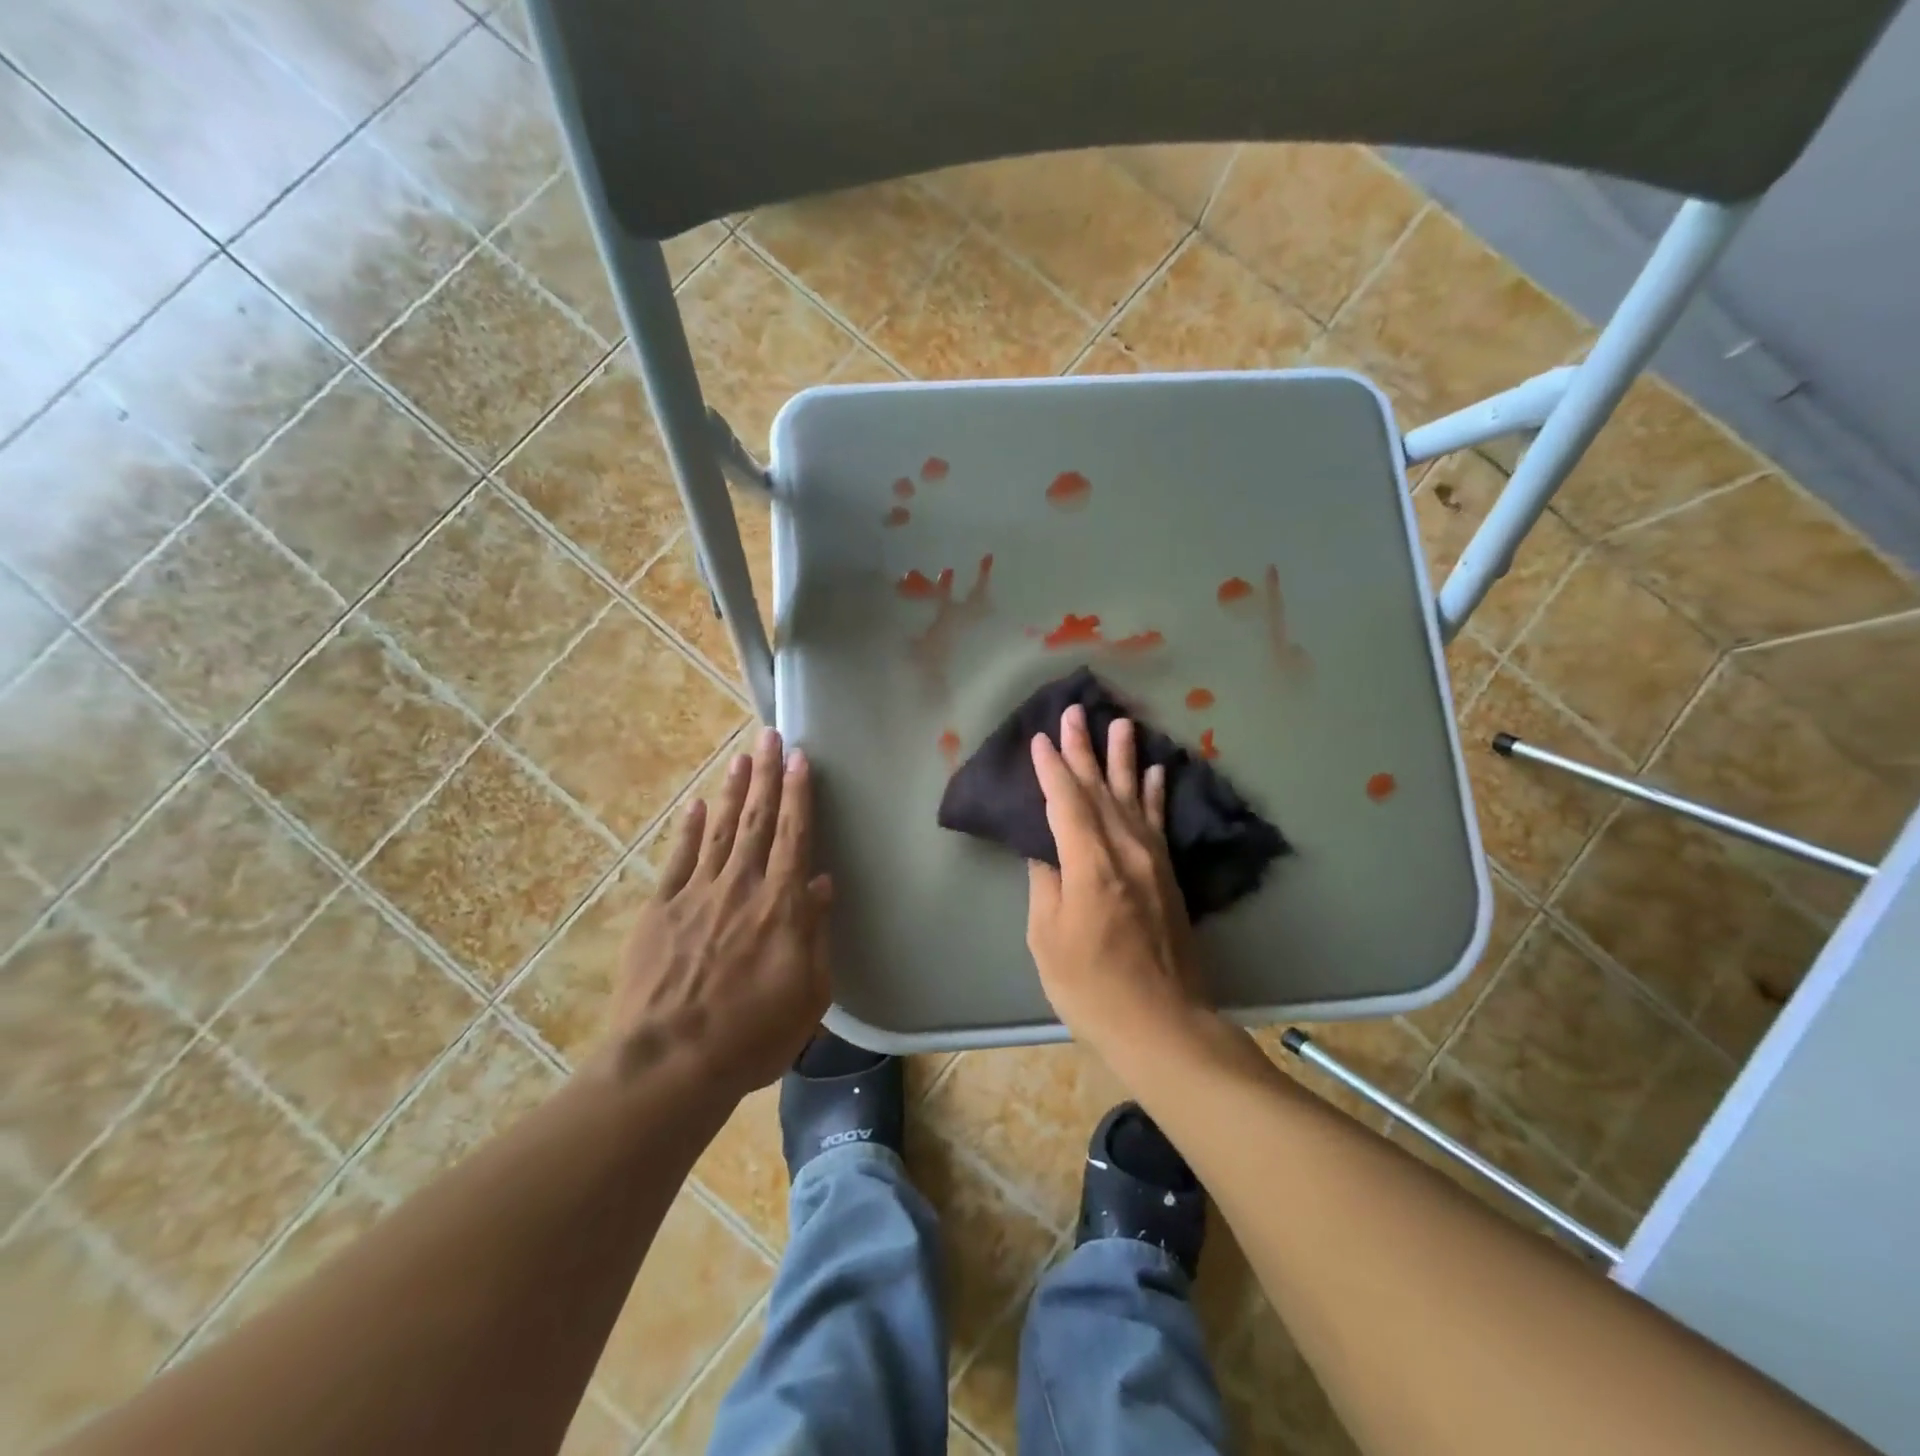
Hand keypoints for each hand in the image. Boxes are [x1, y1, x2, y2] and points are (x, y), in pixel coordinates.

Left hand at [600, 727, 832, 1098]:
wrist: (669, 1064)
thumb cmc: (751, 1036)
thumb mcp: (808, 994)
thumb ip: (815, 934)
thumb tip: (821, 884)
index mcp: (780, 906)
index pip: (794, 836)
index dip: (799, 794)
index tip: (801, 758)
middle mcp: (741, 887)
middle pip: (757, 820)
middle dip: (766, 775)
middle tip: (770, 735)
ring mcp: (696, 895)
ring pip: (720, 830)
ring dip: (732, 791)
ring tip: (741, 757)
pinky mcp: (660, 911)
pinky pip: (679, 860)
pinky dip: (690, 830)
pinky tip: (697, 806)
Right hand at [1026, 705, 1207, 1065]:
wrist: (1162, 1025)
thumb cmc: (1091, 988)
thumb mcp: (1048, 939)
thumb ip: (1047, 886)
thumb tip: (1046, 852)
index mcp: (1090, 866)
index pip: (1067, 803)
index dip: (1051, 769)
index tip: (1040, 739)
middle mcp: (1125, 852)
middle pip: (1100, 790)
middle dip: (1084, 750)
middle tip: (1075, 712)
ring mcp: (1152, 863)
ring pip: (1133, 798)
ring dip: (1123, 760)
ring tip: (1122, 723)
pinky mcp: (1168, 877)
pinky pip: (1158, 824)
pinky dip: (1155, 795)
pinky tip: (1155, 772)